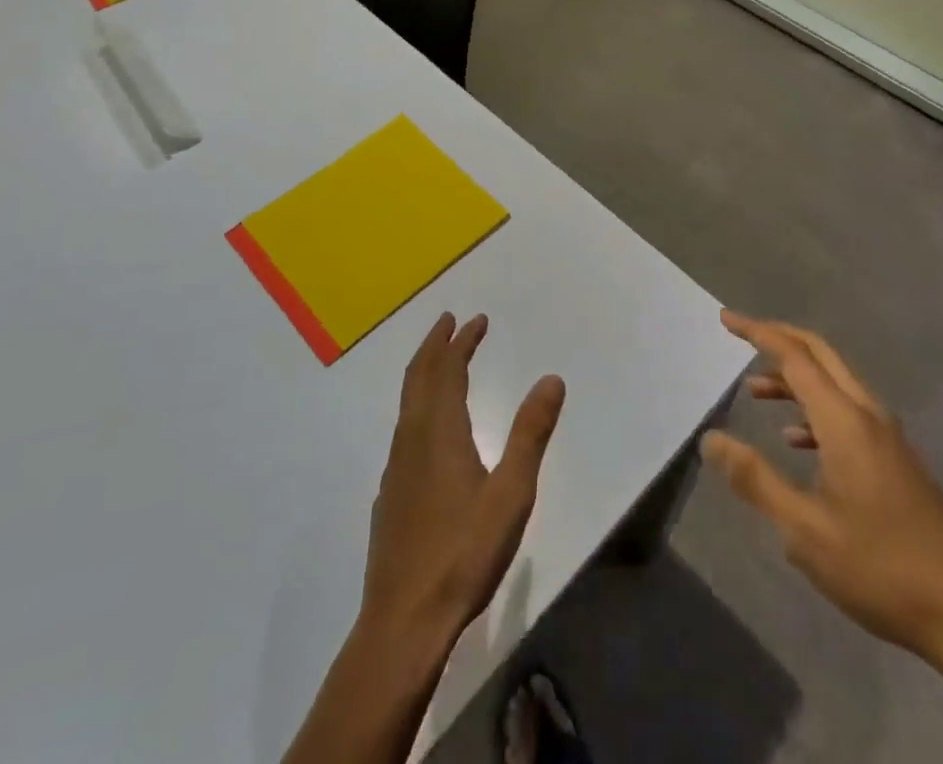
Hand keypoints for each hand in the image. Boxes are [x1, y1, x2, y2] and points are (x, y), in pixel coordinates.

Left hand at [361, 313, 566, 647]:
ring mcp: (396, 467)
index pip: (447, 370)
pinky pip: (403, 428)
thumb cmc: (463, 553)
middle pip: (419, 376)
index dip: (461, 341)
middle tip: (450, 322)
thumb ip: (530, 433)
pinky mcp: (390, 494)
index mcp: (439, 431)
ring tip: (441, 362)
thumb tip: (551, 379)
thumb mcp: (511, 493)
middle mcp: (412, 439)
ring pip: (407, 402)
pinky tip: (428, 428)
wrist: (404, 621)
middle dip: (435, 345)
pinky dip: (417, 404)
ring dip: (424, 372)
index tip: (476, 320)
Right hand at [703, 311, 942, 663]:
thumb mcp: (805, 531)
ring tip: (755, 392)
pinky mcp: (898, 461)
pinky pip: (849, 412)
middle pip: (820, 355)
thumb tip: (711, 439)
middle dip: (779, 338)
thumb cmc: (881, 568)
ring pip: (835, 383)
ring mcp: (889, 438)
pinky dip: (816, 409)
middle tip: (740, 336)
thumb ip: (755, 479)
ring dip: (795, 378)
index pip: (795, 357)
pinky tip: (797, 441)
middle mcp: (868, 415)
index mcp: (845, 421)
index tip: (726, 319)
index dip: (758, 332)